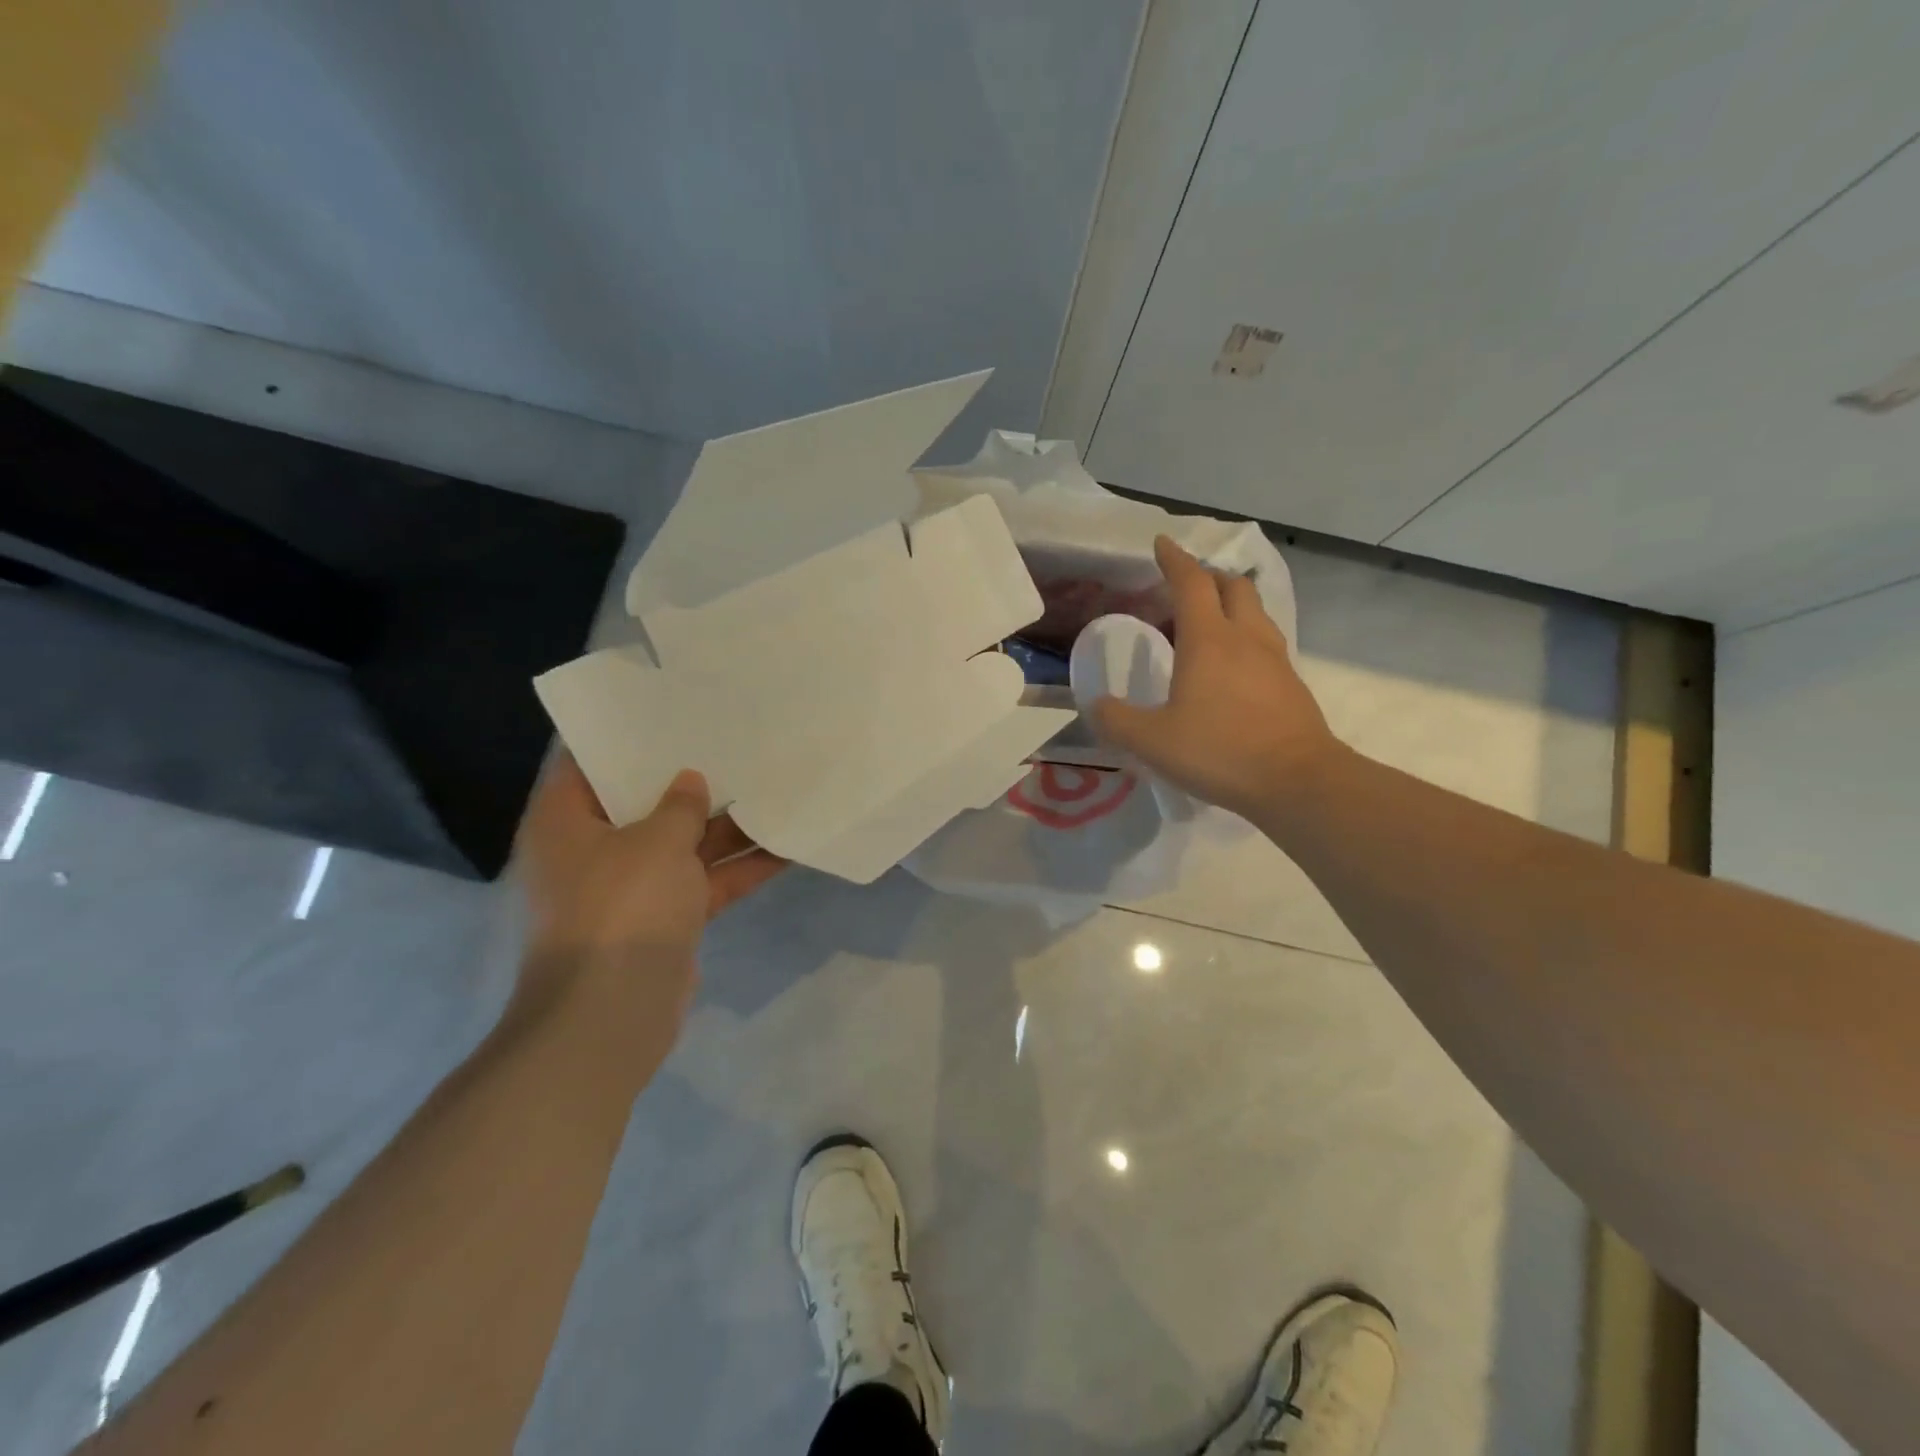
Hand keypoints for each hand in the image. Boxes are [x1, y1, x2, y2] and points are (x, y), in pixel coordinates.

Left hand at [512, 755, 784, 1028]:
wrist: (612, 1013)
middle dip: (691, 781)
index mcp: (567, 822)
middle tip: (735, 743)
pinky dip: (739, 869)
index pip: (591, 765)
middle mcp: (594, 851)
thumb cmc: (621, 907)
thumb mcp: (656, 842)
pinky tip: (786, 847)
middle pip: (645, 804)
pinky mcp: (664, 919)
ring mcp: (631, 888)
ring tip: (773, 788)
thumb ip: (680, 805)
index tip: (672, 713)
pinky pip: (704, 882)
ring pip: (683, 845)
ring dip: (726, 827)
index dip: (630, 739)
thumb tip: (690, 782)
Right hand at [1093, 535, 1339, 820]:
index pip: (1190, 583)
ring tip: (1209, 624)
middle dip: (1208, 577)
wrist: (1298, 781)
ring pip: (1255, 612)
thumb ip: (1116, 721)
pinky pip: (1266, 642)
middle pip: (1232, 586)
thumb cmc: (1220, 751)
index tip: (1161, 544)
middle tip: (1184, 589)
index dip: (1173, 560)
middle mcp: (1245, 637)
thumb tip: (1096, 705)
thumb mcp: (1152, 741)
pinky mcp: (1291, 683)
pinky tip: (1233, 667)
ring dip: (1231, 604)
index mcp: (1208, 640)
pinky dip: (1245, 637)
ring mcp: (1275, 659)